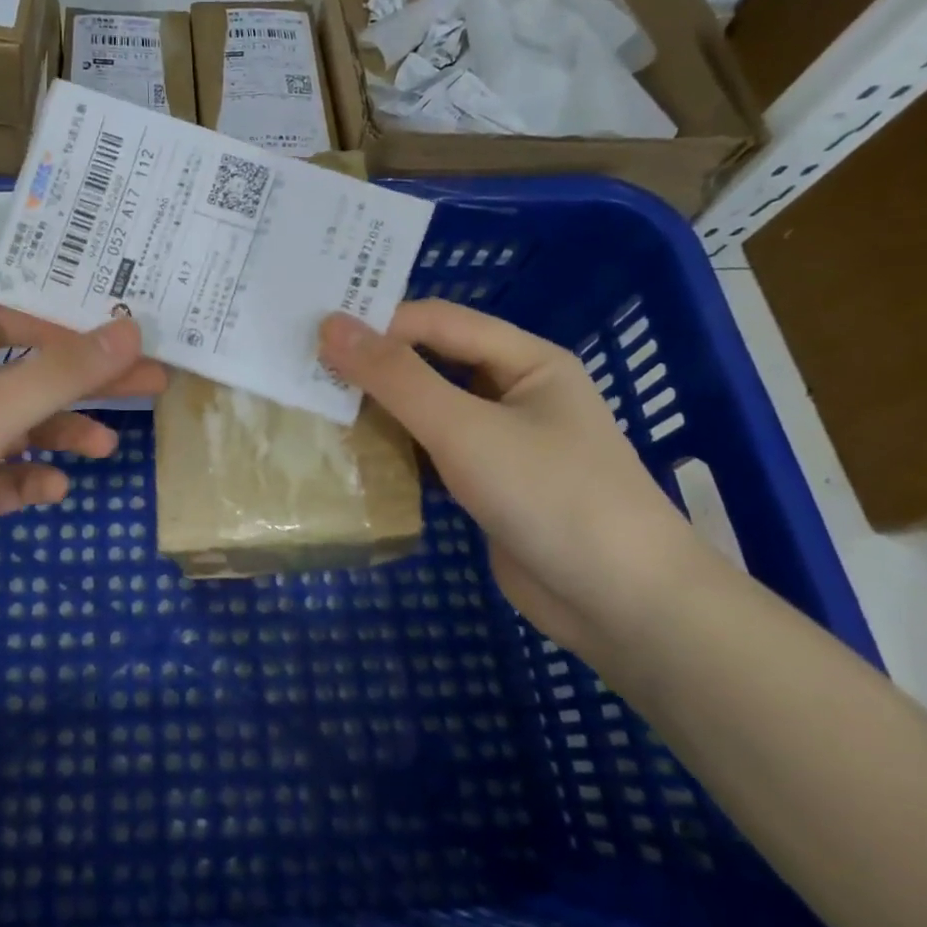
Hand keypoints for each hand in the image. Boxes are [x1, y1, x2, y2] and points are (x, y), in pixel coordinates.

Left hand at [0, 306, 165, 662]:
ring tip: (104, 448)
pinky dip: (29, 481)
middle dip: (78, 384)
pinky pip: (0, 482)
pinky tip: (53, 492)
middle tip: (146, 385)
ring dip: (58, 435)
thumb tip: (129, 329)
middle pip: (19, 379)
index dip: (57, 329)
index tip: (113, 342)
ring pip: (13, 433)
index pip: (2, 324)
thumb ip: (61, 374)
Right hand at [319, 300, 704, 660]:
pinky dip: (396, 451)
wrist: (622, 605)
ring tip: (315, 409)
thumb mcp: (466, 429)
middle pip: (431, 363)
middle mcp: (514, 392)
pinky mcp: (488, 485)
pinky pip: (432, 453)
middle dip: (374, 367)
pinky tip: (352, 456)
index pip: (438, 321)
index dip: (378, 323)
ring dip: (380, 411)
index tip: (312, 339)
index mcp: (526, 360)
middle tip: (304, 372)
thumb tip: (330, 324)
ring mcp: (501, 442)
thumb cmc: (551, 496)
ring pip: (428, 410)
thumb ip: (396, 377)